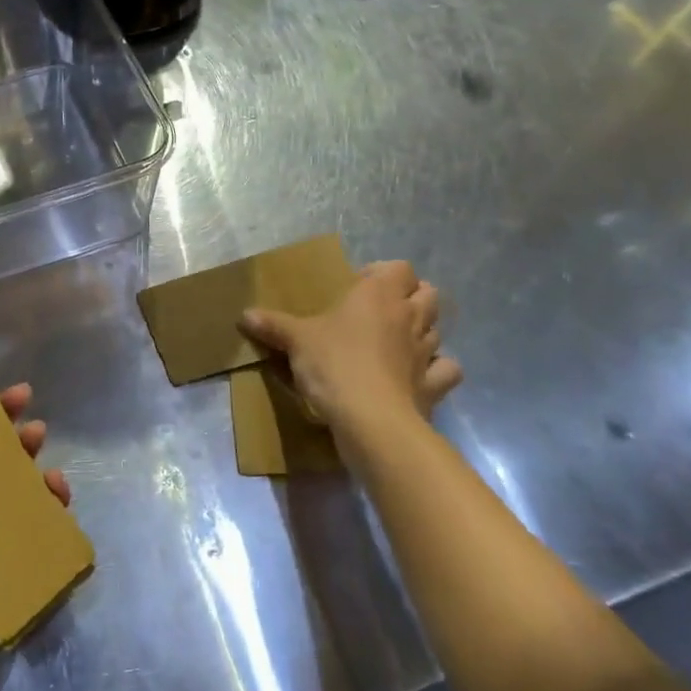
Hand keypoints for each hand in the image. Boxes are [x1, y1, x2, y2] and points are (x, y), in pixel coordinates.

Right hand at [239, 260, 461, 438]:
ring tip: (397, 342)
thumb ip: (273, 325)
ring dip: (422, 331)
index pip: (399, 268)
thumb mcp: (296, 341)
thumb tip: (244, 314)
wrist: (371, 421)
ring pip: (438, 330)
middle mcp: (409, 317)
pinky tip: (418, 376)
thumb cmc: (334, 365)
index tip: (358, 287)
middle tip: (381, 311)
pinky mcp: (434, 386)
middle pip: (428, 293)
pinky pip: (446, 371)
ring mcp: (426, 352)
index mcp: (379, 295)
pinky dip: (436, 371)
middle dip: (412, 297)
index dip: (383, 273)